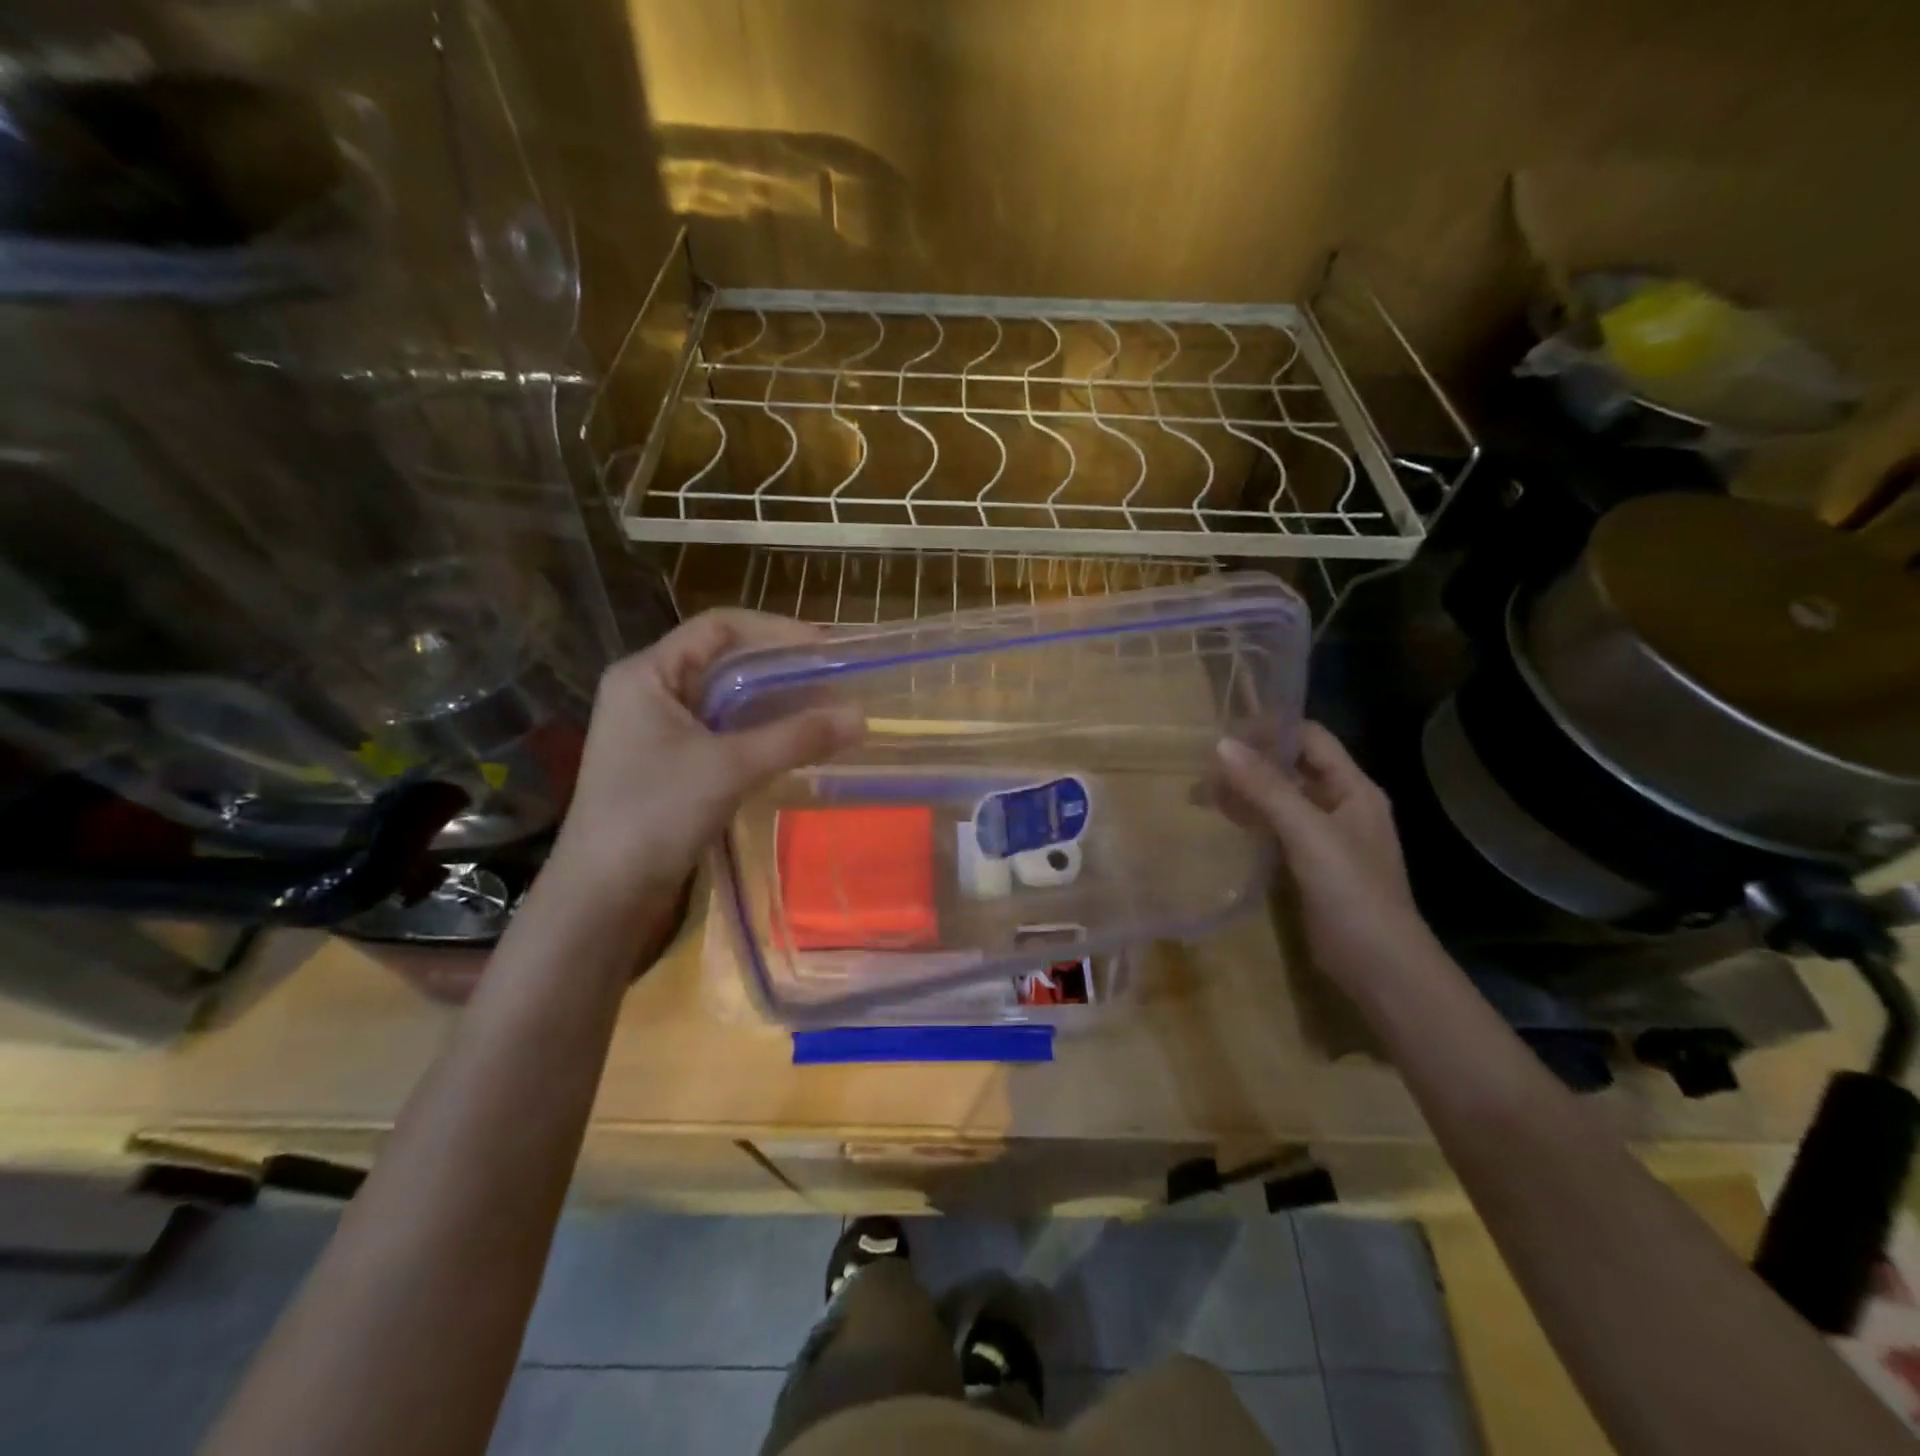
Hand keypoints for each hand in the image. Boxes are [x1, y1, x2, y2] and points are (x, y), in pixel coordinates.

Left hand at [544, 610, 864, 926]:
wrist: (603, 895)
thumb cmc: (655, 814)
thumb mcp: (730, 768)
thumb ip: (796, 737)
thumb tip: (862, 716)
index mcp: (647, 673)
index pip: (718, 627)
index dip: (774, 630)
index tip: (824, 648)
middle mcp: (649, 691)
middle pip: (723, 661)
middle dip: (779, 667)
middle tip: (832, 679)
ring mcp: (656, 729)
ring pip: (724, 699)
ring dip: (772, 702)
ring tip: (823, 709)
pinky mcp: (669, 763)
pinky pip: (721, 731)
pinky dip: (758, 731)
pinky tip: (792, 743)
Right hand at [1216, 724, 1438, 990]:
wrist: (1379, 966)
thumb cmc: (1351, 891)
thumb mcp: (1308, 833)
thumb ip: (1266, 788)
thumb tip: (1221, 744)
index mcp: (1353, 789)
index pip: (1310, 738)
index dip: (1270, 730)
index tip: (1222, 733)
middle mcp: (1341, 805)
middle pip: (1292, 768)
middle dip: (1249, 763)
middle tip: (1201, 767)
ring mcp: (1325, 837)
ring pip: (1280, 799)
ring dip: (1244, 792)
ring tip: (1200, 793)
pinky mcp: (1310, 865)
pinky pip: (1276, 829)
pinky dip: (1250, 820)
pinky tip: (1223, 822)